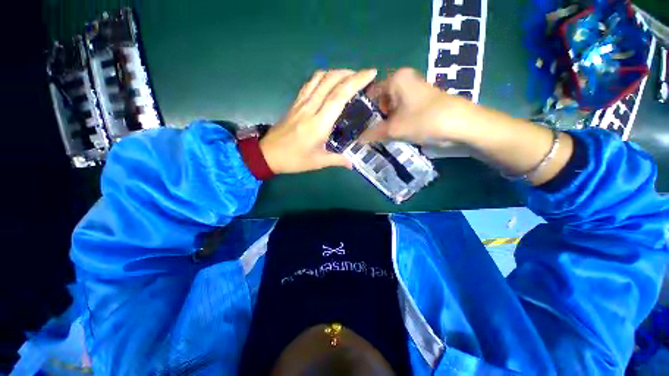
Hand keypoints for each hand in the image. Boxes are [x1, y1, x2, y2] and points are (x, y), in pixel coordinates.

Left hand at [260, 69, 377, 173]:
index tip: (371, 73)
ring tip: (349, 77)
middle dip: (350, 73)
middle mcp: (310, 108)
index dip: (356, 81)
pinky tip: (329, 82)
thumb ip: (337, 160)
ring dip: (336, 72)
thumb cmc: (294, 159)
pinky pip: (310, 83)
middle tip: (363, 76)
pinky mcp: (295, 103)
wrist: (268, 154)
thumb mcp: (318, 162)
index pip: (339, 95)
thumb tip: (352, 163)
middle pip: (330, 80)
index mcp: (319, 123)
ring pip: (319, 78)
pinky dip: (322, 77)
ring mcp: (301, 103)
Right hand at [360, 68, 476, 144]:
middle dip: (374, 119)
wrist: (461, 125)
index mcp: (396, 79)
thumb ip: (372, 134)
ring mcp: (415, 91)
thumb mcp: (393, 129)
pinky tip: (392, 134)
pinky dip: (396, 122)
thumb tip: (357, 140)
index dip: (363, 111)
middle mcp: (405, 80)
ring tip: (376, 137)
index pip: (371, 94)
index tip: (356, 126)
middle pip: (381, 101)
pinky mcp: (422, 102)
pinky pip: (402, 112)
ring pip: (392, 108)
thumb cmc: (423, 120)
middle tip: (365, 134)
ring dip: (385, 122)